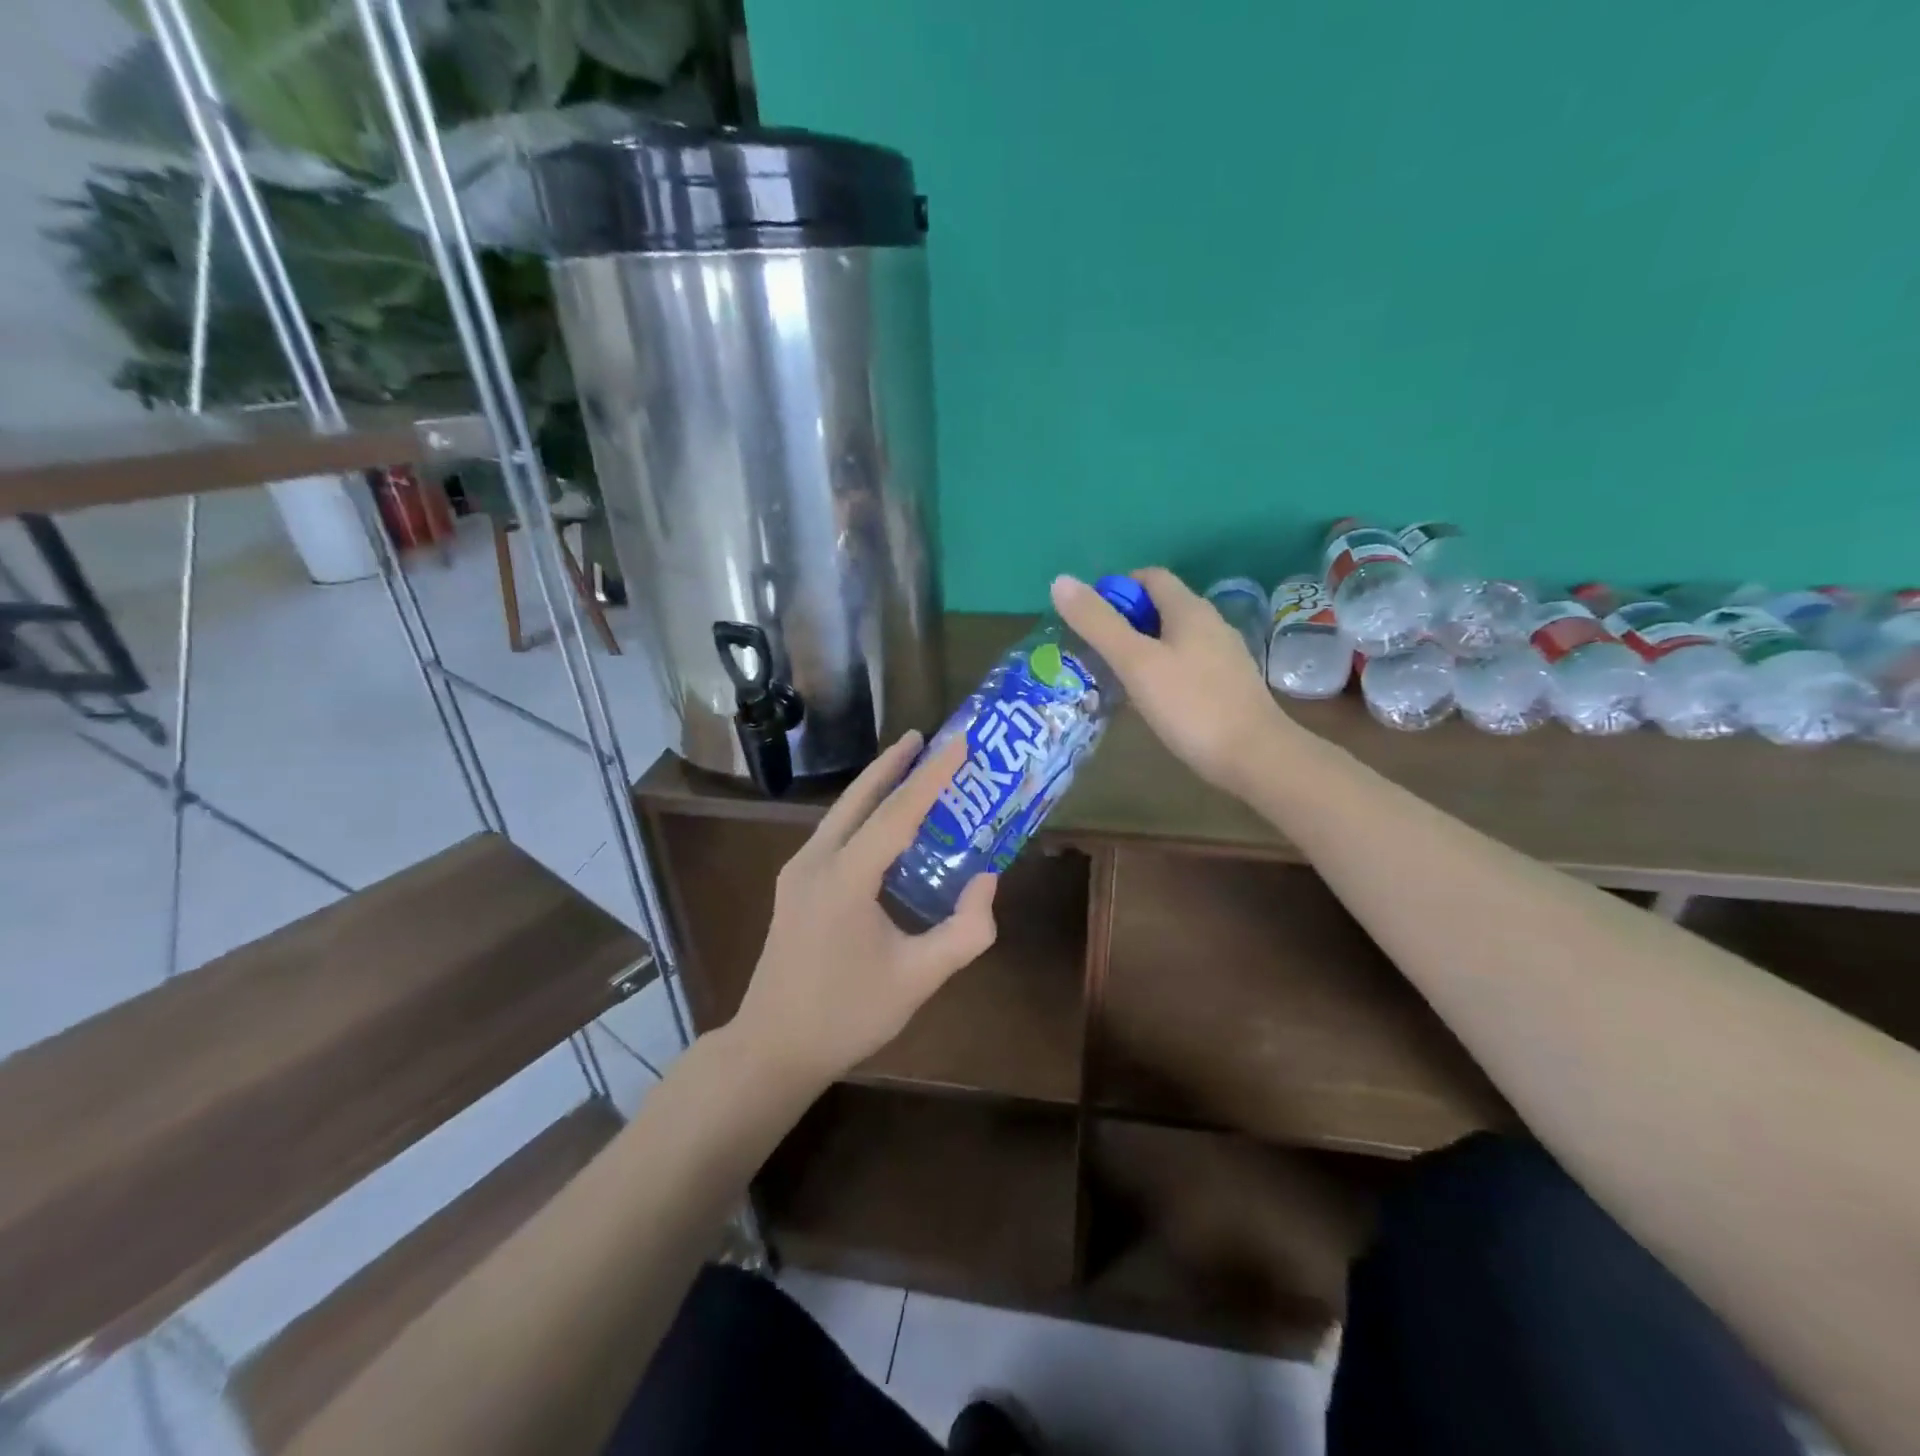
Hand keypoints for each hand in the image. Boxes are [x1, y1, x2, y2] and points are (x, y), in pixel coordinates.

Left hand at [730, 731, 999, 1090]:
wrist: (773, 1047)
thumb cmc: (847, 1015)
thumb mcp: (919, 978)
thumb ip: (965, 930)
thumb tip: (986, 879)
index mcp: (845, 878)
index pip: (897, 813)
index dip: (931, 776)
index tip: (958, 743)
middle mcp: (815, 861)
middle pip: (858, 798)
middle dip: (892, 763)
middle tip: (924, 735)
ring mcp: (798, 872)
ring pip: (841, 813)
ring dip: (875, 786)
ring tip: (908, 765)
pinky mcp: (794, 886)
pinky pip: (834, 833)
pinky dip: (863, 814)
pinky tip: (881, 822)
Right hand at [1052, 567, 1300, 795]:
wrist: (1255, 757)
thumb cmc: (1191, 705)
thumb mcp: (1136, 662)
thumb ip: (1098, 623)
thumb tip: (1060, 581)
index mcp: (1189, 609)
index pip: (1149, 577)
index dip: (1116, 589)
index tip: (1088, 619)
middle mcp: (1210, 624)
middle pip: (1159, 608)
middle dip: (1123, 621)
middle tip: (1092, 651)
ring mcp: (1222, 656)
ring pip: (1171, 639)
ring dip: (1140, 649)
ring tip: (1111, 676)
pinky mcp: (1226, 685)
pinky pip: (1184, 665)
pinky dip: (1160, 671)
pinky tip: (1146, 700)